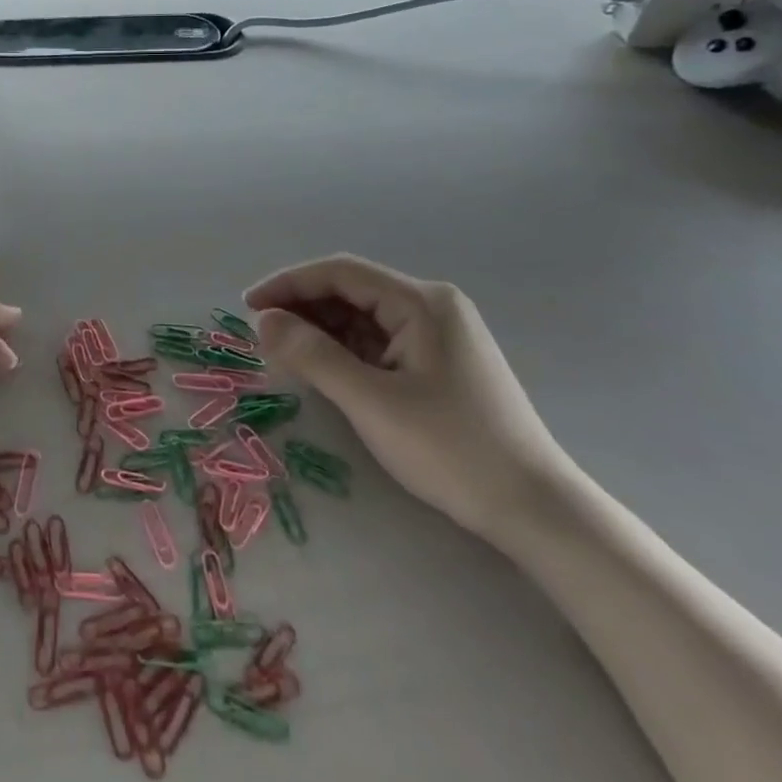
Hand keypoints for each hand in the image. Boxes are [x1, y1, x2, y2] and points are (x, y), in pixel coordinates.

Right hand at [245, 254, 572, 541]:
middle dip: (302, 307)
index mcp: (421, 302)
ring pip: (363, 317)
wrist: (534, 509)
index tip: (247, 306)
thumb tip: (264, 321)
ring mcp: (438, 334)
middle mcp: (431, 306)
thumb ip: (313, 355)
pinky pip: (378, 341)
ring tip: (283, 352)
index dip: (288, 283)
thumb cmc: (451, 450)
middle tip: (261, 334)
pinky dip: (344, 349)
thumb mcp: (372, 402)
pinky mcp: (438, 362)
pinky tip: (322, 366)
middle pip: (351, 291)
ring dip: (320, 329)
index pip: (340, 272)